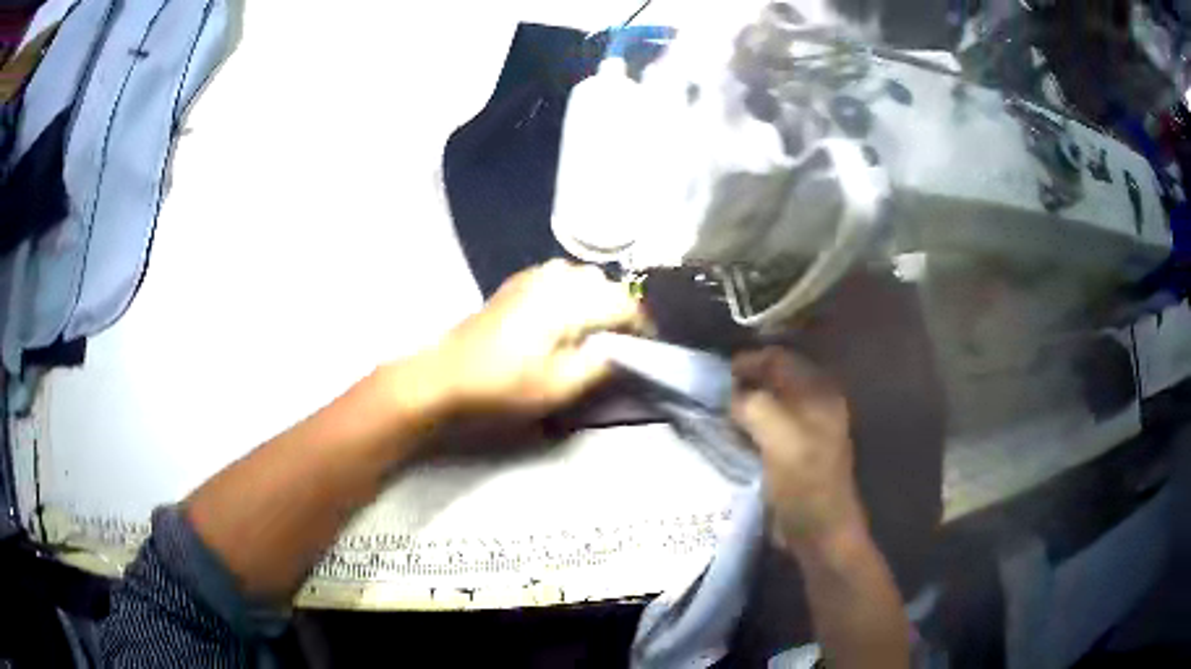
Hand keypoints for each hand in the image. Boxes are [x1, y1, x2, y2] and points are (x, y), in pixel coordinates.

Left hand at [420, 260, 640, 417]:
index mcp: (570, 299)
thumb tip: (626, 350)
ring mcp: (532, 276)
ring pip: (581, 277)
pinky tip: (563, 317)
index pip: (625, 303)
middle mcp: (555, 277)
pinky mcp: (516, 283)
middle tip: (621, 344)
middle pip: (605, 285)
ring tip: (595, 331)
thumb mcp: (561, 386)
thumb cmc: (504, 384)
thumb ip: (603, 365)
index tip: (649, 348)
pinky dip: (572, 292)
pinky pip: (558, 277)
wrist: (447, 375)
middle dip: (620, 310)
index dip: (643, 326)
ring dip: (596, 299)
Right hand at [731, 348, 865, 552]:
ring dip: (743, 406)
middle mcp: (815, 404)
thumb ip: (753, 405)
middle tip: (711, 395)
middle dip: (743, 383)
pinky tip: (729, 437)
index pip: (780, 358)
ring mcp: (806, 429)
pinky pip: (767, 428)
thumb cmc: (804, 482)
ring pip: (768, 404)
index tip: (716, 375)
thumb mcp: (779, 437)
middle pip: (773, 380)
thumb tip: (729, 395)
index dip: (748, 361)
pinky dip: (747, 427)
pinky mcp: (794, 452)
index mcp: (819, 393)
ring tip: (715, 414)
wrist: (820, 531)